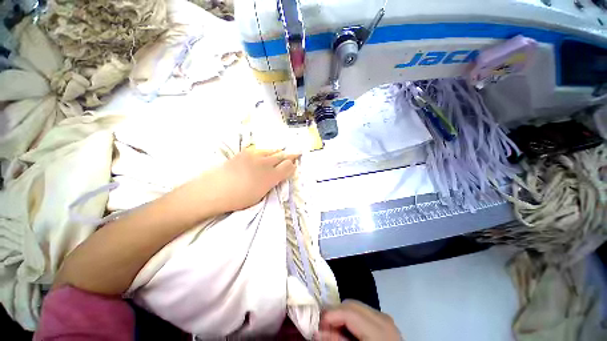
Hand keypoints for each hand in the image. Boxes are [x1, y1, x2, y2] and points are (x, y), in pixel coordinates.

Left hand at [200, 147, 298, 212]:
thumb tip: (279, 176)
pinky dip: (267, 151)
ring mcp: (254, 156)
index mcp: (270, 177)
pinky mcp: (245, 153)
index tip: (295, 165)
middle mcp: (265, 164)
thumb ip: (272, 183)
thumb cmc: (239, 198)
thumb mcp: (260, 195)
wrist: (214, 189)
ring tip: (283, 152)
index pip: (287, 167)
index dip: (292, 165)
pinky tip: (267, 153)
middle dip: (290, 155)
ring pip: (272, 151)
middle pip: (282, 156)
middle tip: (297, 152)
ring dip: (279, 152)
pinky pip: (261, 150)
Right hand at [315, 300, 401, 340]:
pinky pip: (362, 311)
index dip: (330, 315)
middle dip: (335, 313)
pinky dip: (351, 317)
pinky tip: (348, 330)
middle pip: (351, 304)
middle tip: (324, 328)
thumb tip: (316, 331)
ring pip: (355, 305)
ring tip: (335, 329)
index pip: (348, 311)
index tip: (317, 325)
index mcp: (378, 329)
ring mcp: (384, 317)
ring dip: (342, 314)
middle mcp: (382, 317)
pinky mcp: (384, 320)